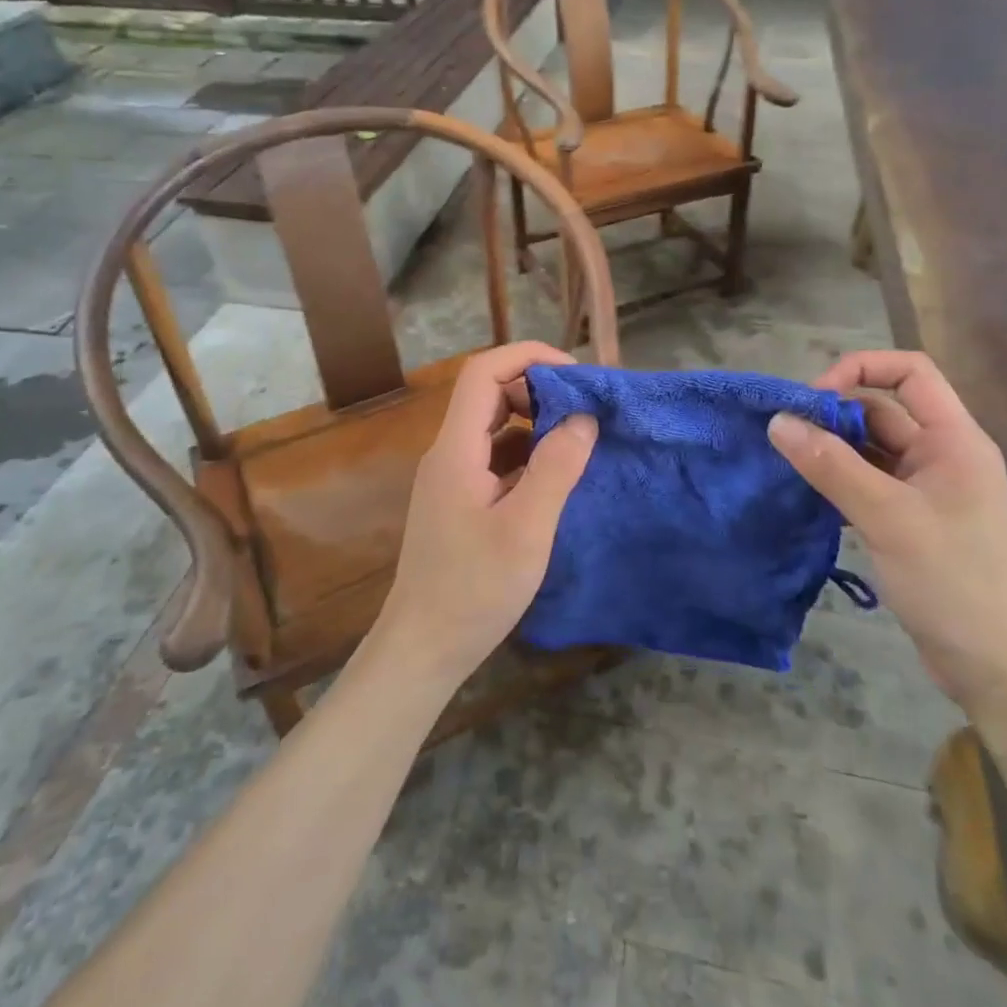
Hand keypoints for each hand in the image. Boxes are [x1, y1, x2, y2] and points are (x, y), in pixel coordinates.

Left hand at [372, 342, 597, 690]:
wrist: (423, 649)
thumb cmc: (473, 589)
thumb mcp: (526, 529)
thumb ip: (556, 468)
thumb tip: (583, 417)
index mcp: (456, 449)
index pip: (483, 372)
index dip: (528, 357)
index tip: (575, 374)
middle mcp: (448, 453)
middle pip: (489, 395)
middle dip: (538, 390)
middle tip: (584, 410)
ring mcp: (451, 478)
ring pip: (493, 427)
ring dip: (535, 423)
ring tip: (579, 439)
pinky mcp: (459, 501)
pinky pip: (495, 458)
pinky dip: (527, 454)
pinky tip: (556, 476)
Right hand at [768, 351, 1006, 747]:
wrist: (994, 668)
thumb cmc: (951, 582)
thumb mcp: (887, 517)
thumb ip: (831, 466)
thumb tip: (777, 421)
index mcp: (955, 440)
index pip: (911, 372)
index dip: (861, 369)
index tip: (815, 399)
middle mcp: (943, 454)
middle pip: (882, 409)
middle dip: (834, 415)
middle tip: (786, 435)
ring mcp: (928, 488)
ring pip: (871, 447)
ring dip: (832, 449)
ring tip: (788, 461)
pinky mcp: (913, 518)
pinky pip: (869, 480)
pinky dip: (839, 479)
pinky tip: (808, 492)